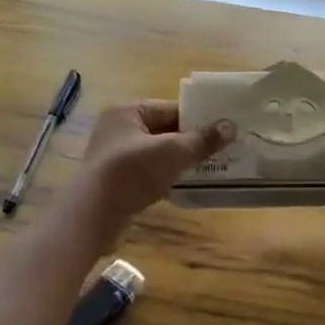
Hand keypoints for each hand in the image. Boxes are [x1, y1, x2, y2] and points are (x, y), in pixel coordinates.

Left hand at [71, 101, 233, 243]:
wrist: (93, 216)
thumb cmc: (132, 173)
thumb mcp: (173, 152)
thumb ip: (202, 140)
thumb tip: (231, 126)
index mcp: (128, 112)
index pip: (171, 108)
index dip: (199, 118)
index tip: (225, 128)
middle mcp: (119, 129)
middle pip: (165, 130)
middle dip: (192, 140)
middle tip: (224, 149)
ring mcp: (116, 156)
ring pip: (158, 153)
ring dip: (181, 160)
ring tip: (212, 166)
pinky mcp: (117, 180)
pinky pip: (150, 172)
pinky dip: (168, 176)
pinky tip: (188, 184)